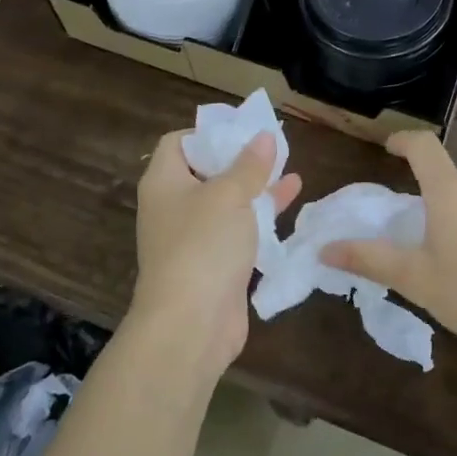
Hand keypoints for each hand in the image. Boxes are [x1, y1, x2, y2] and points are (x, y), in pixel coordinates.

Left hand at [131, 131, 301, 377]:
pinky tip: (291, 204)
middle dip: (240, 160)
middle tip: (274, 148)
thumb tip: (263, 136)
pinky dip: (261, 218)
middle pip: (206, 172)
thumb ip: (249, 165)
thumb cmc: (203, 246)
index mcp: (164, 182)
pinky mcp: (215, 265)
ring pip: (227, 203)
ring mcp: (194, 238)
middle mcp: (174, 207)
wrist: (191, 325)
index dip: (208, 132)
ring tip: (291, 170)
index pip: (178, 143)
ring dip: (256, 188)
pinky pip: (238, 232)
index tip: (242, 130)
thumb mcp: (230, 196)